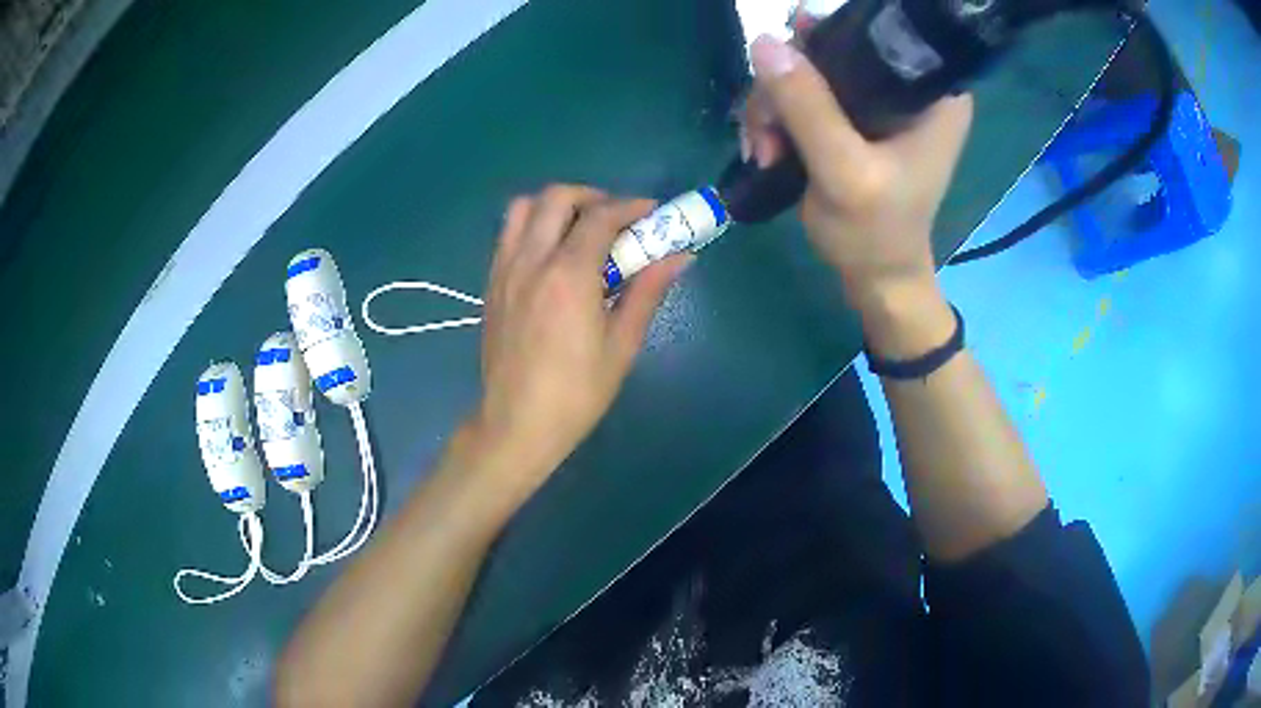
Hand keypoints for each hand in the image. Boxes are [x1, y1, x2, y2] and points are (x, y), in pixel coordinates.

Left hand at [462, 186, 690, 501]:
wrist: (516, 424)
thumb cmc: (576, 393)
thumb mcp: (622, 345)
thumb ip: (647, 292)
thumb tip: (679, 257)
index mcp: (568, 275)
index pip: (601, 217)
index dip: (631, 207)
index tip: (653, 213)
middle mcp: (532, 260)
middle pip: (557, 197)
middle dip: (593, 196)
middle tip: (616, 219)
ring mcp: (505, 269)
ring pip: (523, 208)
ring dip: (555, 205)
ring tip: (580, 229)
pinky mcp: (492, 283)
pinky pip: (508, 234)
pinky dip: (532, 225)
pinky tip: (553, 254)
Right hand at [744, 35, 972, 312]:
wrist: (875, 278)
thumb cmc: (875, 234)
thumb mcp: (843, 173)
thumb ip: (808, 108)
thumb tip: (763, 41)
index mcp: (934, 94)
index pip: (878, 32)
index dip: (828, 37)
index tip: (792, 64)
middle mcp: (909, 87)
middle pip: (833, 48)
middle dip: (787, 85)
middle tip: (767, 132)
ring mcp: (878, 101)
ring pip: (809, 70)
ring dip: (773, 107)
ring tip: (765, 151)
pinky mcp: (854, 117)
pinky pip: (804, 93)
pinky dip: (778, 118)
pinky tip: (769, 149)